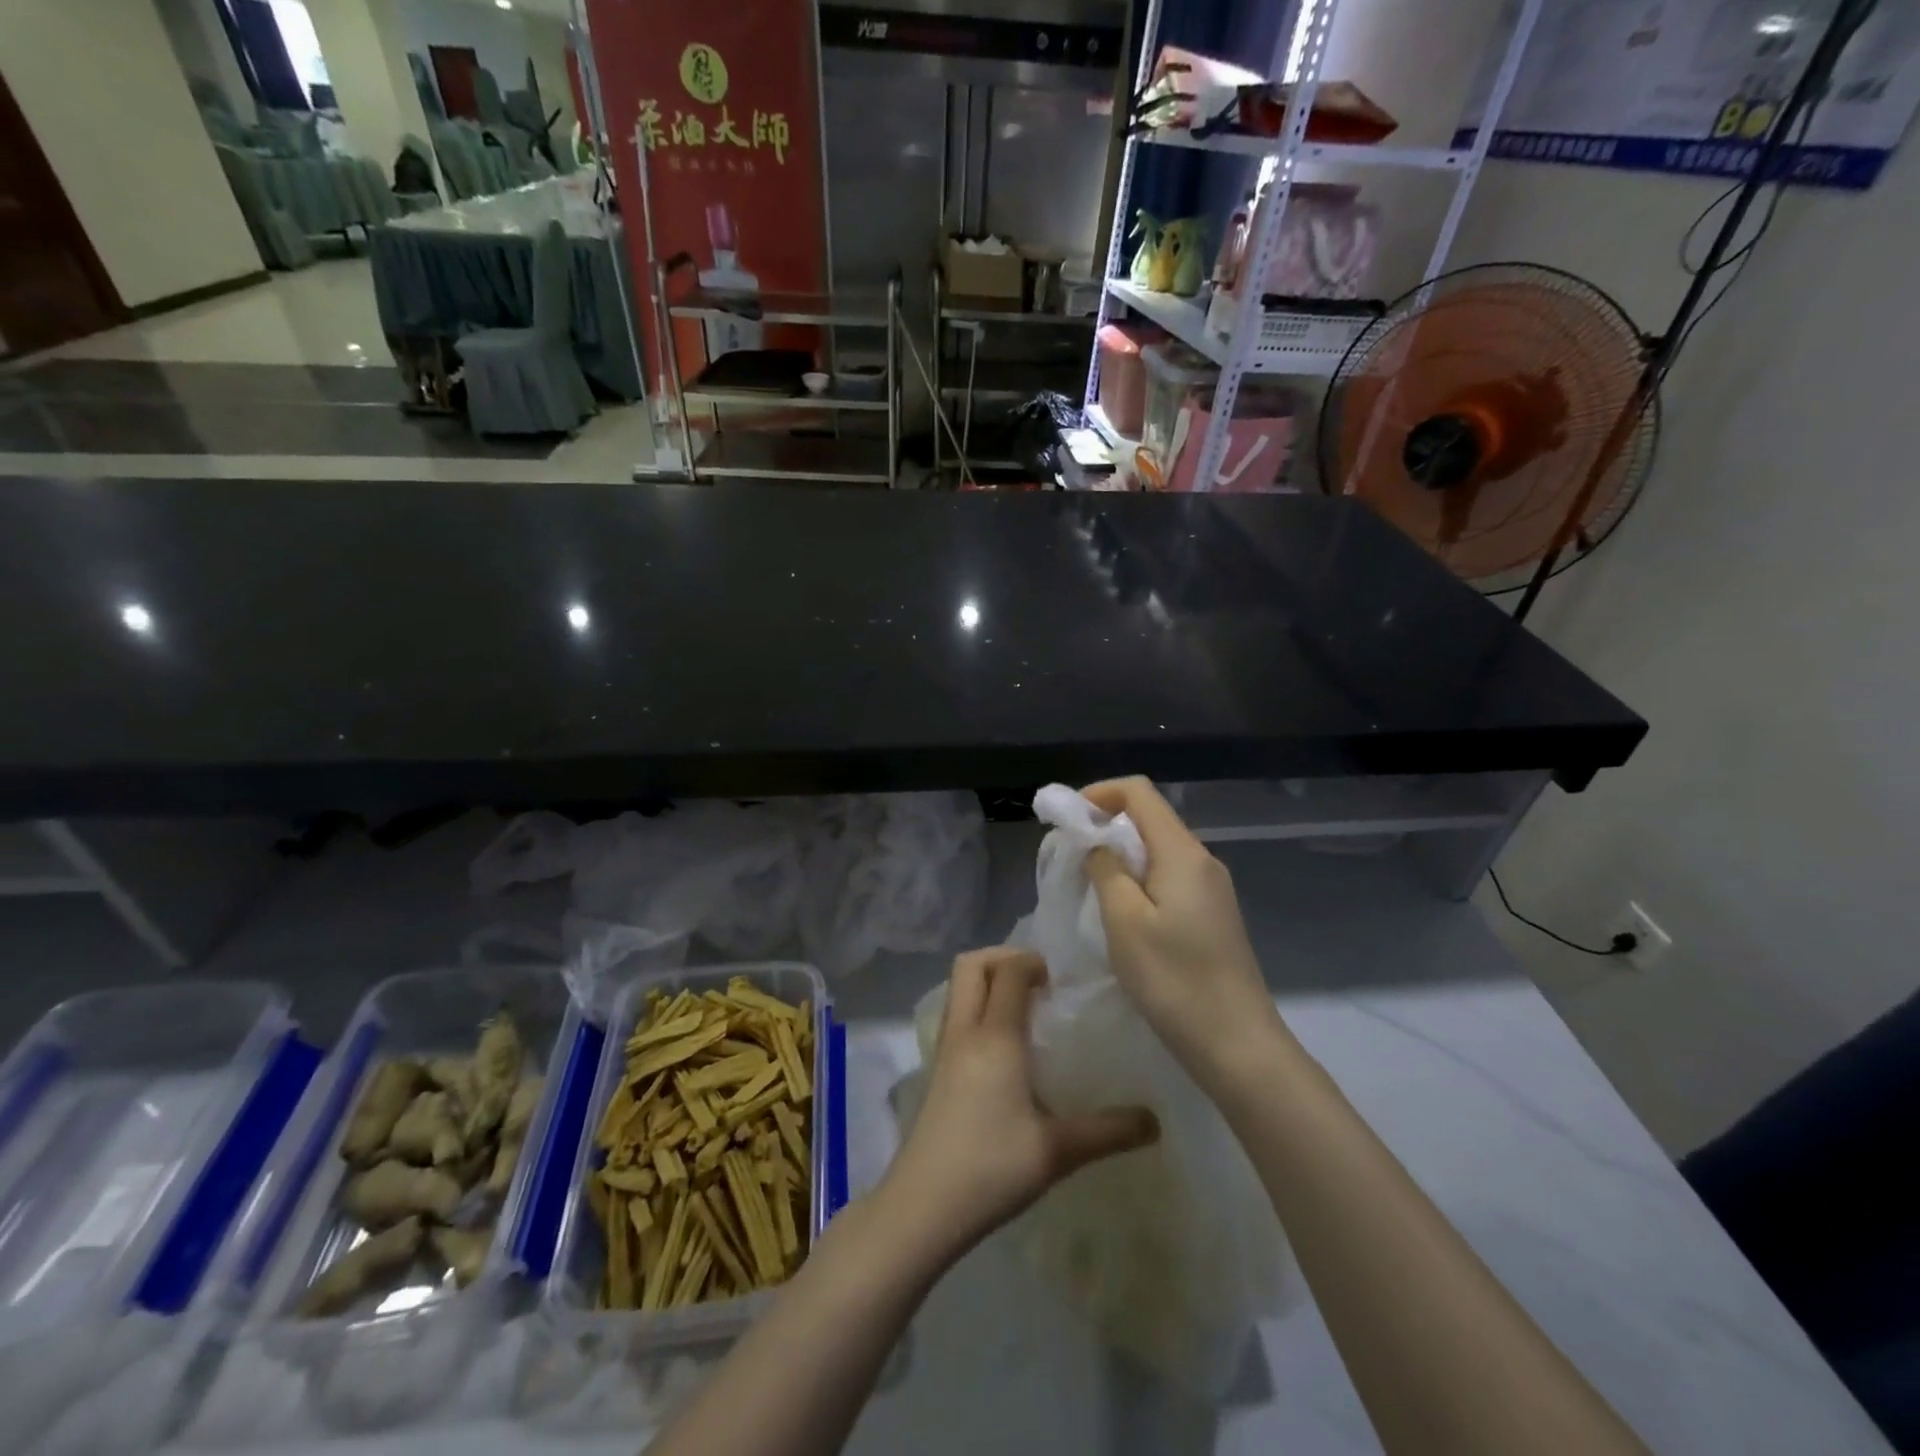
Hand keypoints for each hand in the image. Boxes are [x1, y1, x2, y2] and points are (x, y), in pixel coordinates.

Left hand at [879, 946, 1157, 1264]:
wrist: (923, 1205)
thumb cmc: (991, 1167)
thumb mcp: (1057, 1151)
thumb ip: (1108, 1131)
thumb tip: (1155, 1122)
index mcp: (995, 1037)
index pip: (1008, 971)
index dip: (1033, 962)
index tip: (1060, 982)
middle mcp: (965, 1031)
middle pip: (971, 965)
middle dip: (1003, 958)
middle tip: (1038, 982)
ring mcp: (945, 1048)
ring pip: (958, 987)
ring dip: (988, 980)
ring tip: (1025, 1009)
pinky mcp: (936, 1068)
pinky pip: (956, 1013)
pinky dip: (977, 1005)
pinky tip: (1004, 1046)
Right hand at [1081, 777, 1289, 1081]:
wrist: (1237, 1044)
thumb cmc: (1174, 981)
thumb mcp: (1125, 922)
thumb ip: (1106, 869)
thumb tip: (1097, 841)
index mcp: (1182, 853)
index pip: (1139, 792)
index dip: (1098, 794)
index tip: (1065, 819)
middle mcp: (1202, 860)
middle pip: (1149, 819)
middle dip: (1105, 825)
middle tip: (1069, 856)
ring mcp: (1211, 888)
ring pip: (1158, 850)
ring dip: (1120, 856)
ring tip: (1088, 885)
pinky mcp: (1212, 914)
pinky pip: (1169, 877)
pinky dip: (1138, 879)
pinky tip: (1121, 913)